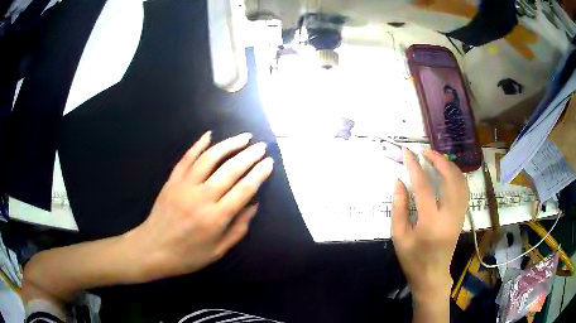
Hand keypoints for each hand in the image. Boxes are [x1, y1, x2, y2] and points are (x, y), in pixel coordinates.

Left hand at [127, 131, 273, 281]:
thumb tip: (254, 205)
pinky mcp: (172, 181)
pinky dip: (198, 145)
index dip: (259, 174)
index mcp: (216, 218)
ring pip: (210, 158)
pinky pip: (186, 158)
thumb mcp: (218, 251)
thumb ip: (238, 229)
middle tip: (262, 146)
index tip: (269, 162)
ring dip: (228, 145)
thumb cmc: (187, 255)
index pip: (243, 190)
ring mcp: (184, 186)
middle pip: (230, 170)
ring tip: (243, 137)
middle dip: (249, 156)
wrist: (152, 249)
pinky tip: (209, 135)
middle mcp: (202, 197)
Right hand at [391, 148, 467, 299]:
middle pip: (450, 179)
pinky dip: (457, 176)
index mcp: (431, 223)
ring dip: (450, 166)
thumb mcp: (399, 236)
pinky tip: (448, 172)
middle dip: (438, 160)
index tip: (407, 153)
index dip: (415, 167)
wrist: (432, 275)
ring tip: (436, 158)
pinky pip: (464, 190)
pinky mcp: (462, 216)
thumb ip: (399, 208)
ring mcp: (459, 215)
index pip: (424, 187)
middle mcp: (449, 215)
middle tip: (425, 151)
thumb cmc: (413, 259)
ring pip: (461, 182)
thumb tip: (399, 181)